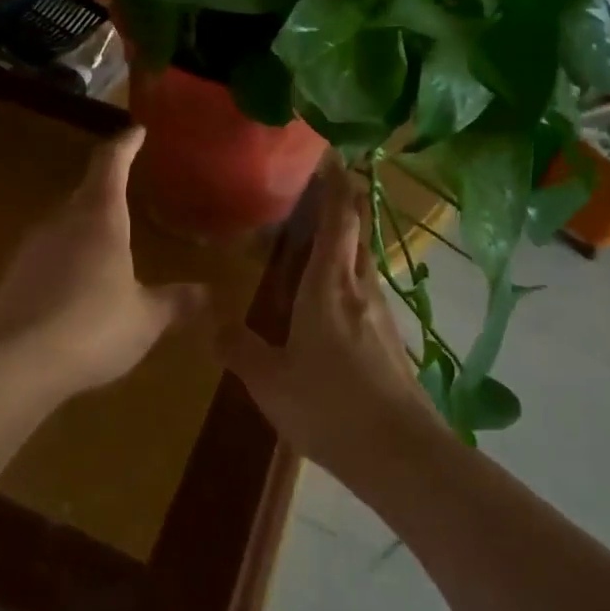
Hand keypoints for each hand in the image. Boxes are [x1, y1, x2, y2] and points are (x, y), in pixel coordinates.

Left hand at [0, 127, 209, 399]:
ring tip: (107, 244)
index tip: (136, 131)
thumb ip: (175, 302)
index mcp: (100, 219)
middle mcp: (63, 222)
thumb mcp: (145, 319)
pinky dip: (66, 258)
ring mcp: (33, 247)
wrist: (14, 363)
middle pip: (86, 191)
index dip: (125, 144)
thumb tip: (207, 293)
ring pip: (64, 222)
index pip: (111, 165)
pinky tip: (77, 286)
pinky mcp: (14, 275)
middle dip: (107, 187)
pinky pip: (48, 253)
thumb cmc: (92, 328)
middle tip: (127, 190)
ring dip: (85, 225)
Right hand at [217, 161, 443, 490]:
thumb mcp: (269, 380)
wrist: (400, 454)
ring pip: (364, 261)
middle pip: (357, 232)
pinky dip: (352, 273)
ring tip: (326, 232)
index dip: (335, 185)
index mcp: (328, 287)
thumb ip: (238, 348)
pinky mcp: (391, 340)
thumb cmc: (329, 407)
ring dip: (349, 237)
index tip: (331, 156)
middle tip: (327, 180)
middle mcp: (359, 289)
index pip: (337, 220)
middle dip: (345, 201)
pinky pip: (367, 290)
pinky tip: (338, 294)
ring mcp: (380, 315)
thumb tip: (209, 324)